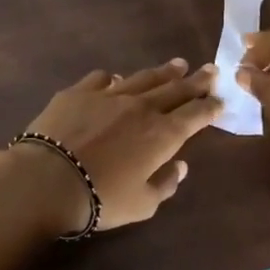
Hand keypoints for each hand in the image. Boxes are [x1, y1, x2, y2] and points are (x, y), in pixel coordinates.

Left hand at [0, 58, 221, 236]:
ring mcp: (109, 94)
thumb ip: (166, 183)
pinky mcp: (79, 91)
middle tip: (210, 70)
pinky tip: (118, 79)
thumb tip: (181, 165)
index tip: (221, 99)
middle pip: (175, 89)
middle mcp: (140, 107)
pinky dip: (116, 78)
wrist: (49, 178)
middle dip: (195, 81)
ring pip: (144, 78)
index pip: (195, 115)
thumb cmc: (101, 198)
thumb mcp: (143, 204)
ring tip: (178, 65)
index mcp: (162, 135)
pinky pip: (103, 78)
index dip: (210, 107)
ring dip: (163, 72)